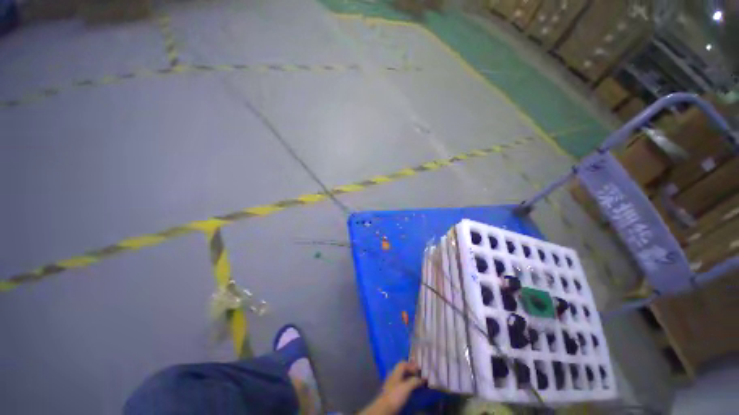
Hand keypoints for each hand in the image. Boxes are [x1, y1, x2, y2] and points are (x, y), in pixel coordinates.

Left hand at [359, 361, 425, 414]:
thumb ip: (414, 381)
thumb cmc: (395, 395)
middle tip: (419, 374)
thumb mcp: (406, 387)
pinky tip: (411, 388)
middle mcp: (393, 375)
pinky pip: (401, 383)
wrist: (385, 407)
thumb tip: (422, 378)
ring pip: (402, 376)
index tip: (419, 369)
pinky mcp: (393, 391)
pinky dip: (407, 383)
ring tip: (417, 381)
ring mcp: (392, 383)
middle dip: (411, 370)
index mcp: (395, 371)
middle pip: (402, 369)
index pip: (403, 363)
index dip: (411, 365)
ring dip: (410, 377)